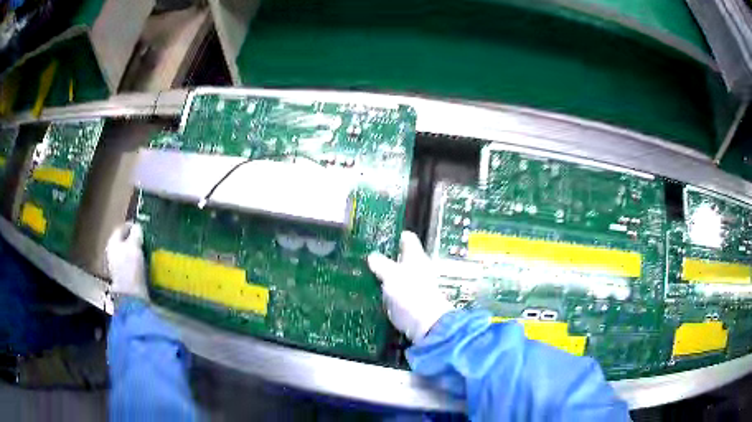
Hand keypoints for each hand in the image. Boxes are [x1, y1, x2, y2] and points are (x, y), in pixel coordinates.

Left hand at [106, 222, 147, 300]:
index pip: (121, 228)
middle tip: (145, 237)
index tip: (142, 225)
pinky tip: (144, 263)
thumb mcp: (134, 246)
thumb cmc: (130, 268)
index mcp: (112, 242)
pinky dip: (136, 261)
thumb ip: (136, 233)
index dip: (131, 225)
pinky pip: (130, 264)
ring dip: (135, 250)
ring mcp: (117, 266)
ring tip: (146, 250)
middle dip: (134, 239)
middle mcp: (112, 253)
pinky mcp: (124, 277)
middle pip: (123, 241)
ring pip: (127, 253)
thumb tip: (137, 226)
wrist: (131, 296)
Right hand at [367, 231, 454, 342]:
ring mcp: (413, 286)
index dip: (393, 235)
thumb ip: (381, 264)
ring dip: (380, 275)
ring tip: (360, 274)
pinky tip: (368, 292)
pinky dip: (382, 291)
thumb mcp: (391, 276)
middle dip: (382, 257)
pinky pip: (392, 291)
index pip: (406, 238)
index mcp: (415, 257)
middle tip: (362, 258)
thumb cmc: (411, 295)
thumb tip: (372, 256)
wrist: (426, 326)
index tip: (375, 237)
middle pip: (399, 257)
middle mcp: (416, 269)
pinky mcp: (408, 301)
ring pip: (394, 275)